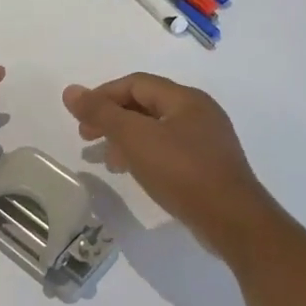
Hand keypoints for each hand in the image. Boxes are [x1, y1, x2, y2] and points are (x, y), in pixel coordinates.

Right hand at [63, 74, 283, 262]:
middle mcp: (199, 112)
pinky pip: (170, 150)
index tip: (81, 117)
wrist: (234, 222)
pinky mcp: (210, 167)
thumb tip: (70, 91)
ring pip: (157, 129)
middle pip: (146, 104)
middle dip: (113, 118)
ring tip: (108, 160)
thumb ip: (102, 114)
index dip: (104, 95)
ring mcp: (207, 141)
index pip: (136, 83)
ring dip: (127, 138)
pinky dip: (146, 154)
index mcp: (185, 99)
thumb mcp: (136, 139)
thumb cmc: (183, 172)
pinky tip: (136, 173)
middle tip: (87, 137)